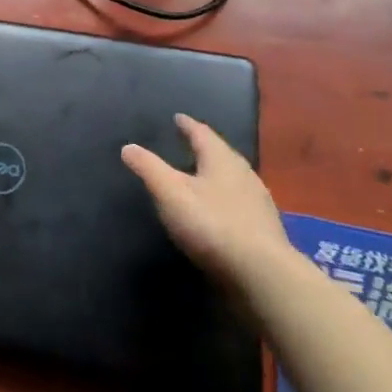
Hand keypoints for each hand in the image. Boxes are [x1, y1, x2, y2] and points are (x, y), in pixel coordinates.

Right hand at [122, 113, 291, 290]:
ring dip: (215, 174)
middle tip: (188, 144)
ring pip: (232, 179)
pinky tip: (218, 211)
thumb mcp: (170, 193)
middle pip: (221, 154)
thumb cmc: (211, 224)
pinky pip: (239, 202)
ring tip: (200, 176)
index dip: (187, 125)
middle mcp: (244, 174)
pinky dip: (225, 198)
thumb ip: (148, 168)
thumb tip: (128, 146)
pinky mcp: (263, 228)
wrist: (261, 274)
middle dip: (204, 148)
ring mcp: (258, 202)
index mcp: (222, 160)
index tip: (178, 118)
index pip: (202, 134)